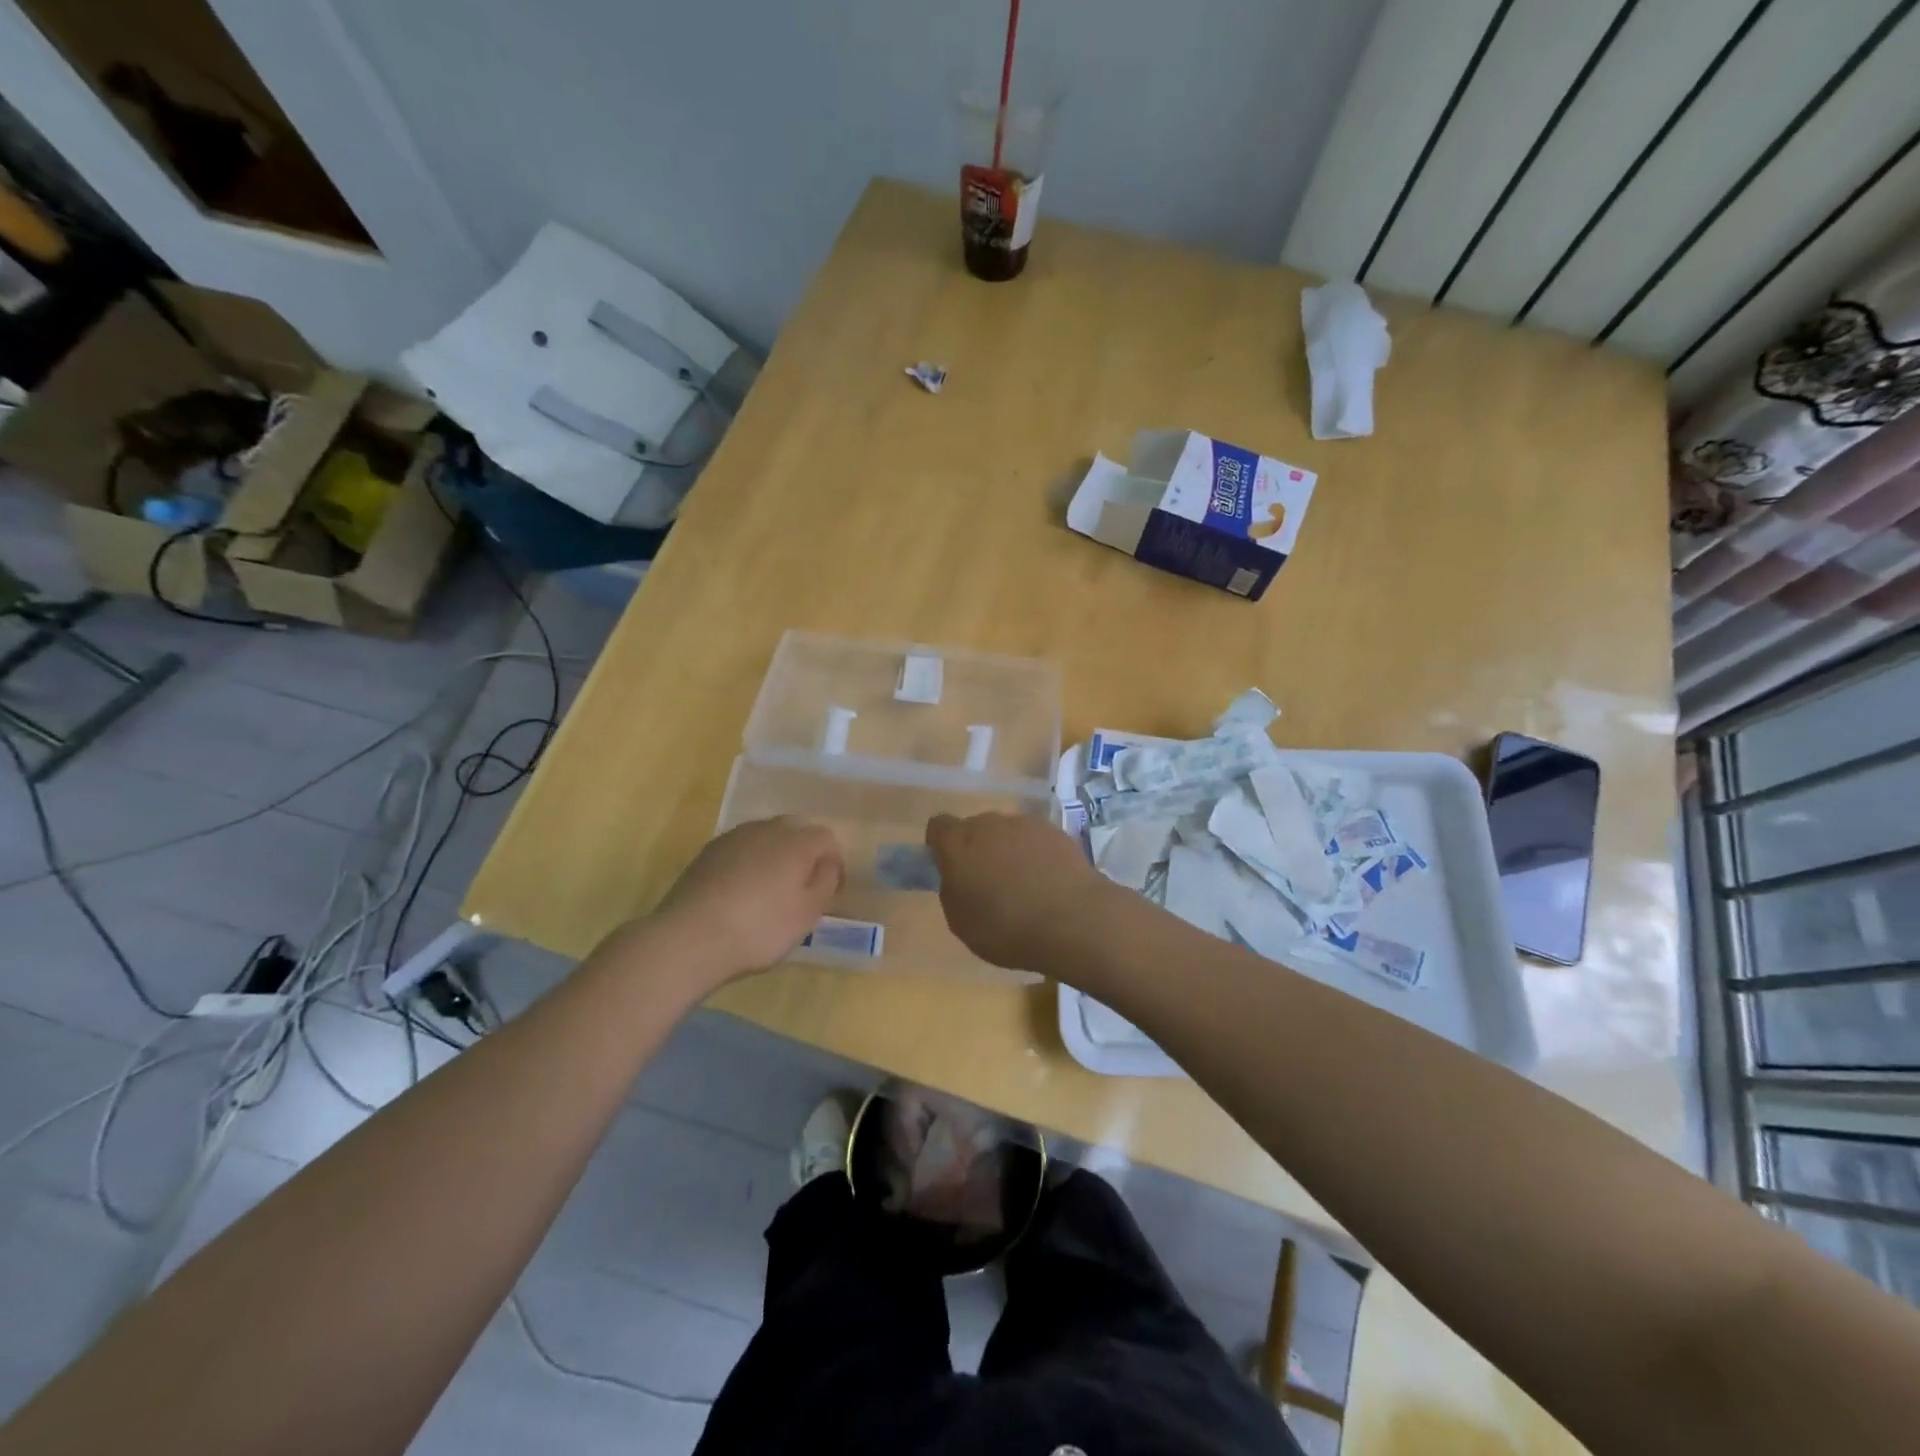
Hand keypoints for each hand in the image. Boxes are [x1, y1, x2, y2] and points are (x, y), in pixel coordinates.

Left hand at [653, 817, 844, 981]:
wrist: (689, 937)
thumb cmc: (760, 928)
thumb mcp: (807, 914)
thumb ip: (825, 882)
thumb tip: (828, 864)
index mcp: (797, 841)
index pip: (827, 838)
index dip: (834, 862)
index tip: (831, 890)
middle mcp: (767, 829)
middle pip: (796, 829)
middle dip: (805, 852)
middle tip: (802, 886)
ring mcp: (734, 837)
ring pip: (766, 837)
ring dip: (775, 855)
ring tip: (770, 890)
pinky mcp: (708, 851)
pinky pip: (741, 849)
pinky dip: (749, 863)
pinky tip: (741, 892)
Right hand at [926, 812, 1111, 970]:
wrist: (1073, 920)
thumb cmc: (1006, 928)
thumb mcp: (961, 922)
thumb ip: (953, 891)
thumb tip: (959, 878)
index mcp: (957, 844)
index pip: (938, 827)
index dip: (940, 846)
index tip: (950, 869)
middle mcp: (988, 824)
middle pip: (974, 829)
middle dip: (976, 850)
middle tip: (987, 883)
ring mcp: (1024, 824)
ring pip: (1006, 833)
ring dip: (1007, 851)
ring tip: (1023, 885)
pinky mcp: (1056, 831)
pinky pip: (1035, 839)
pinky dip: (1036, 854)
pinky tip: (1048, 882)